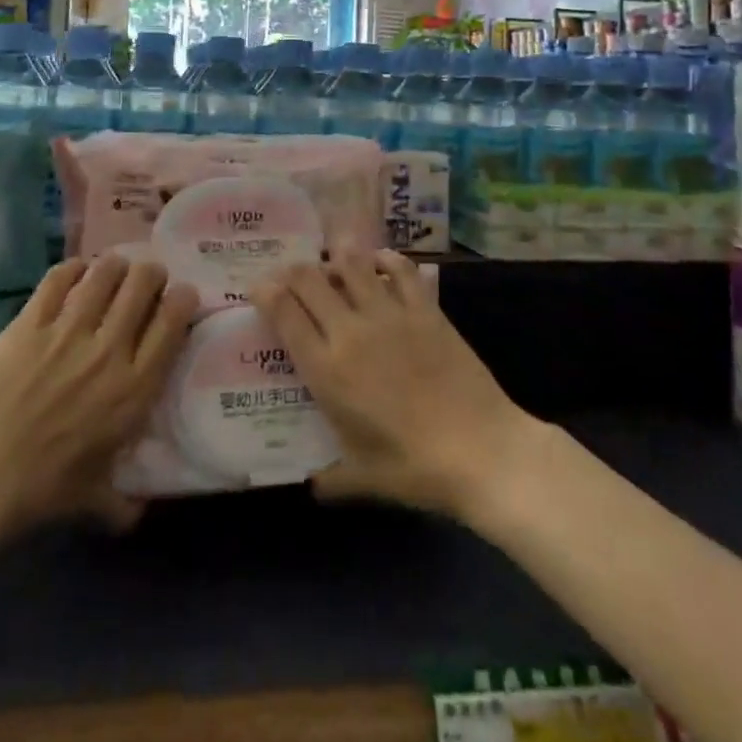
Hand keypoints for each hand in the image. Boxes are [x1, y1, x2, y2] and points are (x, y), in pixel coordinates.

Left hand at [0, 256, 196, 536]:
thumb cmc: (41, 490)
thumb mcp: (94, 500)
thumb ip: (123, 504)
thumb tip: (138, 514)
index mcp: (135, 388)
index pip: (173, 321)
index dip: (182, 298)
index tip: (180, 297)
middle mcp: (110, 349)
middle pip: (142, 283)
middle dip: (150, 274)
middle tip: (145, 280)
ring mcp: (68, 330)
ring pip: (104, 272)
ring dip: (113, 266)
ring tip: (111, 271)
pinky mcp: (30, 322)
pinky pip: (59, 279)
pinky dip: (72, 269)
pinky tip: (74, 273)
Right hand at [250, 250, 543, 521]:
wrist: (482, 451)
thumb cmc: (416, 469)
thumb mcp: (363, 479)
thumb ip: (330, 478)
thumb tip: (311, 484)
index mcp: (327, 370)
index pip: (284, 314)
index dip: (265, 293)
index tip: (259, 288)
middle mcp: (351, 332)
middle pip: (310, 280)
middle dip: (293, 271)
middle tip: (292, 276)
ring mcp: (390, 315)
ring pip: (352, 264)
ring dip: (336, 257)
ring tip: (332, 259)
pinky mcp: (425, 311)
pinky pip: (401, 270)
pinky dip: (386, 259)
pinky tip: (380, 261)